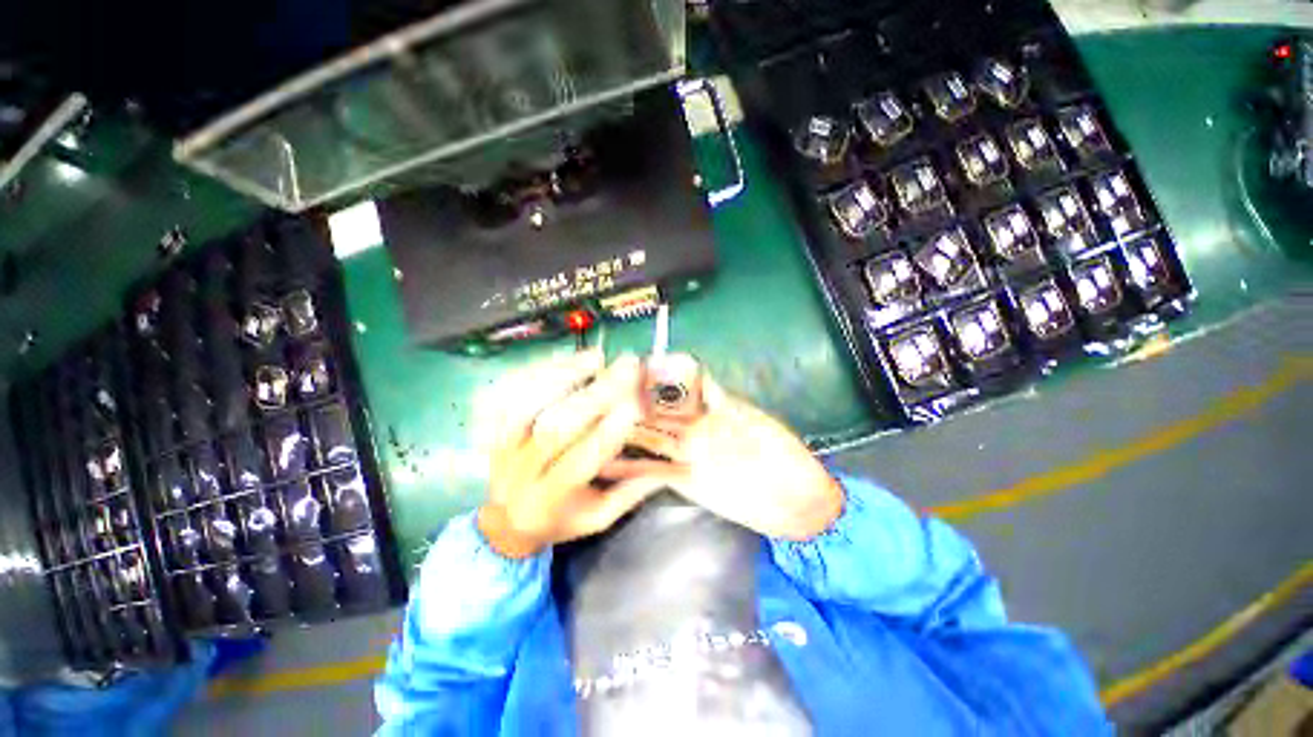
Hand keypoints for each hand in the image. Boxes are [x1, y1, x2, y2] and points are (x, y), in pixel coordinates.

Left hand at [476, 351, 667, 558]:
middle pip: (555, 429)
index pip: (582, 462)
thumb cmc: (559, 518)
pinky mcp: (491, 427)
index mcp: (552, 498)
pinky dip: (535, 373)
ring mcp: (502, 446)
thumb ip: (630, 494)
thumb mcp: (597, 518)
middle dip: (595, 395)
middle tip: (626, 367)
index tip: (636, 404)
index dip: (609, 431)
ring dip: (562, 377)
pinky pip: (506, 394)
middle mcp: (523, 471)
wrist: (505, 522)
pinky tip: (564, 360)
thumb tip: (669, 467)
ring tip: (595, 358)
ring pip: (525, 406)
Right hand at [613, 356, 842, 540]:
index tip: (633, 367)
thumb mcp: (757, 421)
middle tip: (600, 392)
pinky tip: (607, 467)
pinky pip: (654, 472)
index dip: (657, 375)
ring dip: (626, 432)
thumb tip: (698, 375)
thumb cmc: (783, 455)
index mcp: (712, 408)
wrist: (793, 500)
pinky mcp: (685, 480)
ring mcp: (688, 454)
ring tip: (594, 426)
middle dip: (633, 399)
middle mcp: (695, 427)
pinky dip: (631, 470)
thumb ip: (725, 402)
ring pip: (651, 437)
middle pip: (659, 409)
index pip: (679, 385)